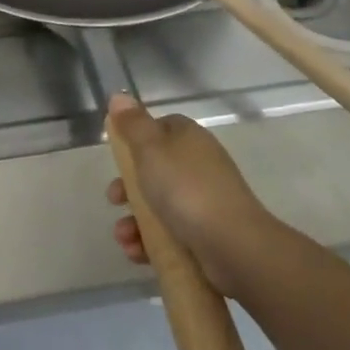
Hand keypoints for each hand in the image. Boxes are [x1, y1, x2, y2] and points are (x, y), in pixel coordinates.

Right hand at [105, 91, 268, 294]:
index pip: (160, 128)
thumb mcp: (150, 149)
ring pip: (159, 205)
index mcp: (188, 138)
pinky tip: (136, 253)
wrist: (234, 247)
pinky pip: (170, 234)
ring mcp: (204, 201)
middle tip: (114, 199)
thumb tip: (119, 96)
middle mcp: (198, 165)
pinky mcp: (205, 234)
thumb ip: (132, 124)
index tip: (118, 156)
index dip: (135, 140)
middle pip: (155, 169)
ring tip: (124, 237)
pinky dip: (150, 242)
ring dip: (134, 221)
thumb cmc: (186, 189)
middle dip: (128, 187)